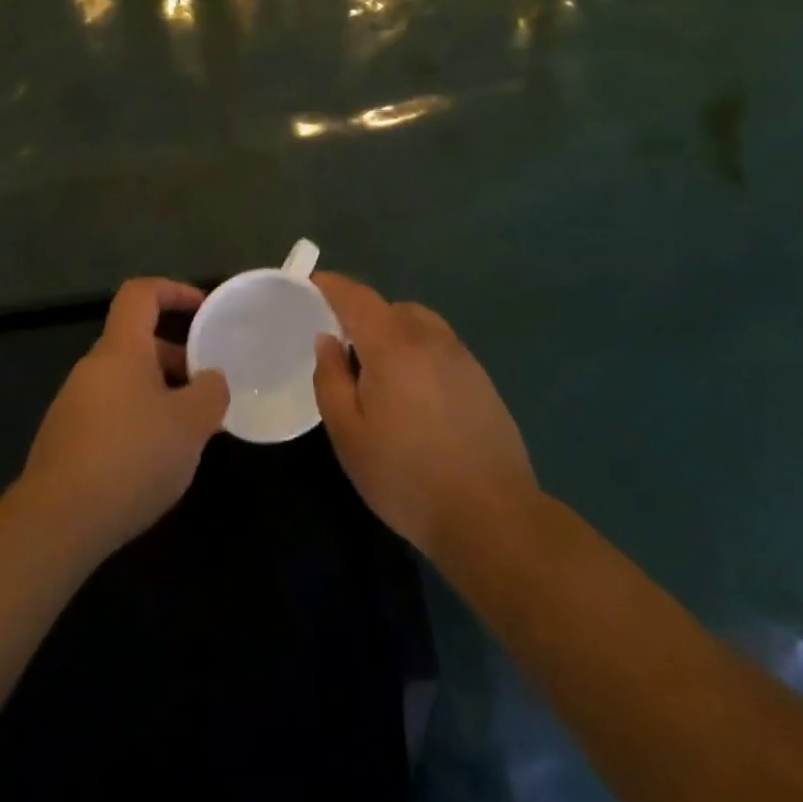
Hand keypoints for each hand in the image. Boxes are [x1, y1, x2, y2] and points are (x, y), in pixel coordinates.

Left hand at [21, 278, 230, 561]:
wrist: (57, 522)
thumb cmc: (131, 457)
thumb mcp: (190, 425)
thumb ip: (211, 394)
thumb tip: (211, 380)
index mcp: (121, 350)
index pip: (141, 294)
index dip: (173, 290)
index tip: (203, 308)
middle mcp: (93, 368)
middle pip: (137, 343)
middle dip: (177, 358)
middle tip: (208, 388)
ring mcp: (74, 404)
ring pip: (126, 382)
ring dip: (160, 394)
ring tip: (190, 431)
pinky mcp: (66, 439)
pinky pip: (111, 413)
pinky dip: (139, 421)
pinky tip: (156, 460)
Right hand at [311, 272, 537, 559]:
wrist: (491, 516)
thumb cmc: (406, 476)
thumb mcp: (348, 433)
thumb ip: (330, 379)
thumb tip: (328, 340)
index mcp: (393, 345)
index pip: (357, 297)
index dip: (332, 286)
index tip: (311, 285)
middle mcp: (431, 339)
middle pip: (390, 308)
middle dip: (363, 316)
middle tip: (342, 348)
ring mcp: (462, 358)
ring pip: (419, 325)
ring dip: (393, 333)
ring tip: (379, 373)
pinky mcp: (481, 380)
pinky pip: (440, 348)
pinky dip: (418, 352)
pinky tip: (414, 395)